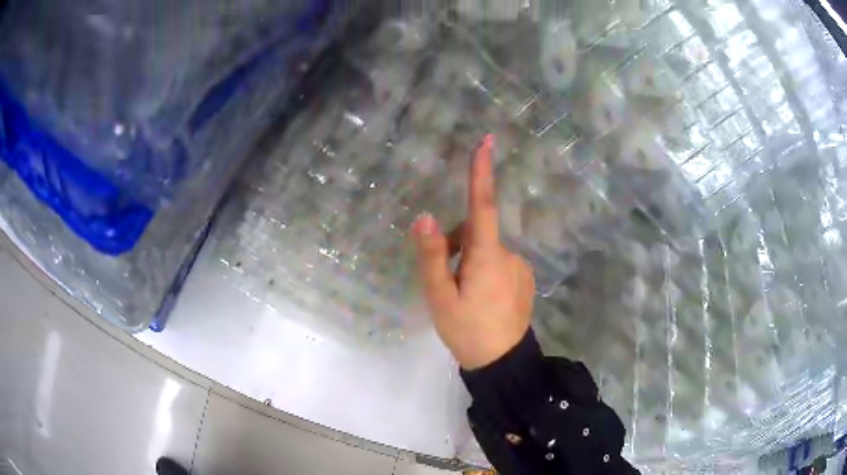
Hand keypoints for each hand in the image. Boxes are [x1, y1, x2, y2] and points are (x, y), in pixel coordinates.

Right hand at [411, 134, 535, 369]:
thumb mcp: (440, 297)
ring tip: (461, 297)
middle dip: (456, 245)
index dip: (482, 172)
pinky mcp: (524, 279)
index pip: (482, 205)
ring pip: (486, 251)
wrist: (503, 363)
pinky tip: (480, 300)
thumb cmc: (468, 331)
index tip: (487, 141)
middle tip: (445, 282)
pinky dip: (484, 272)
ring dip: (470, 262)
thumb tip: (425, 217)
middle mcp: (508, 255)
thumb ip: (432, 256)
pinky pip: (499, 264)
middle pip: (476, 234)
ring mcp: (520, 268)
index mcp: (487, 256)